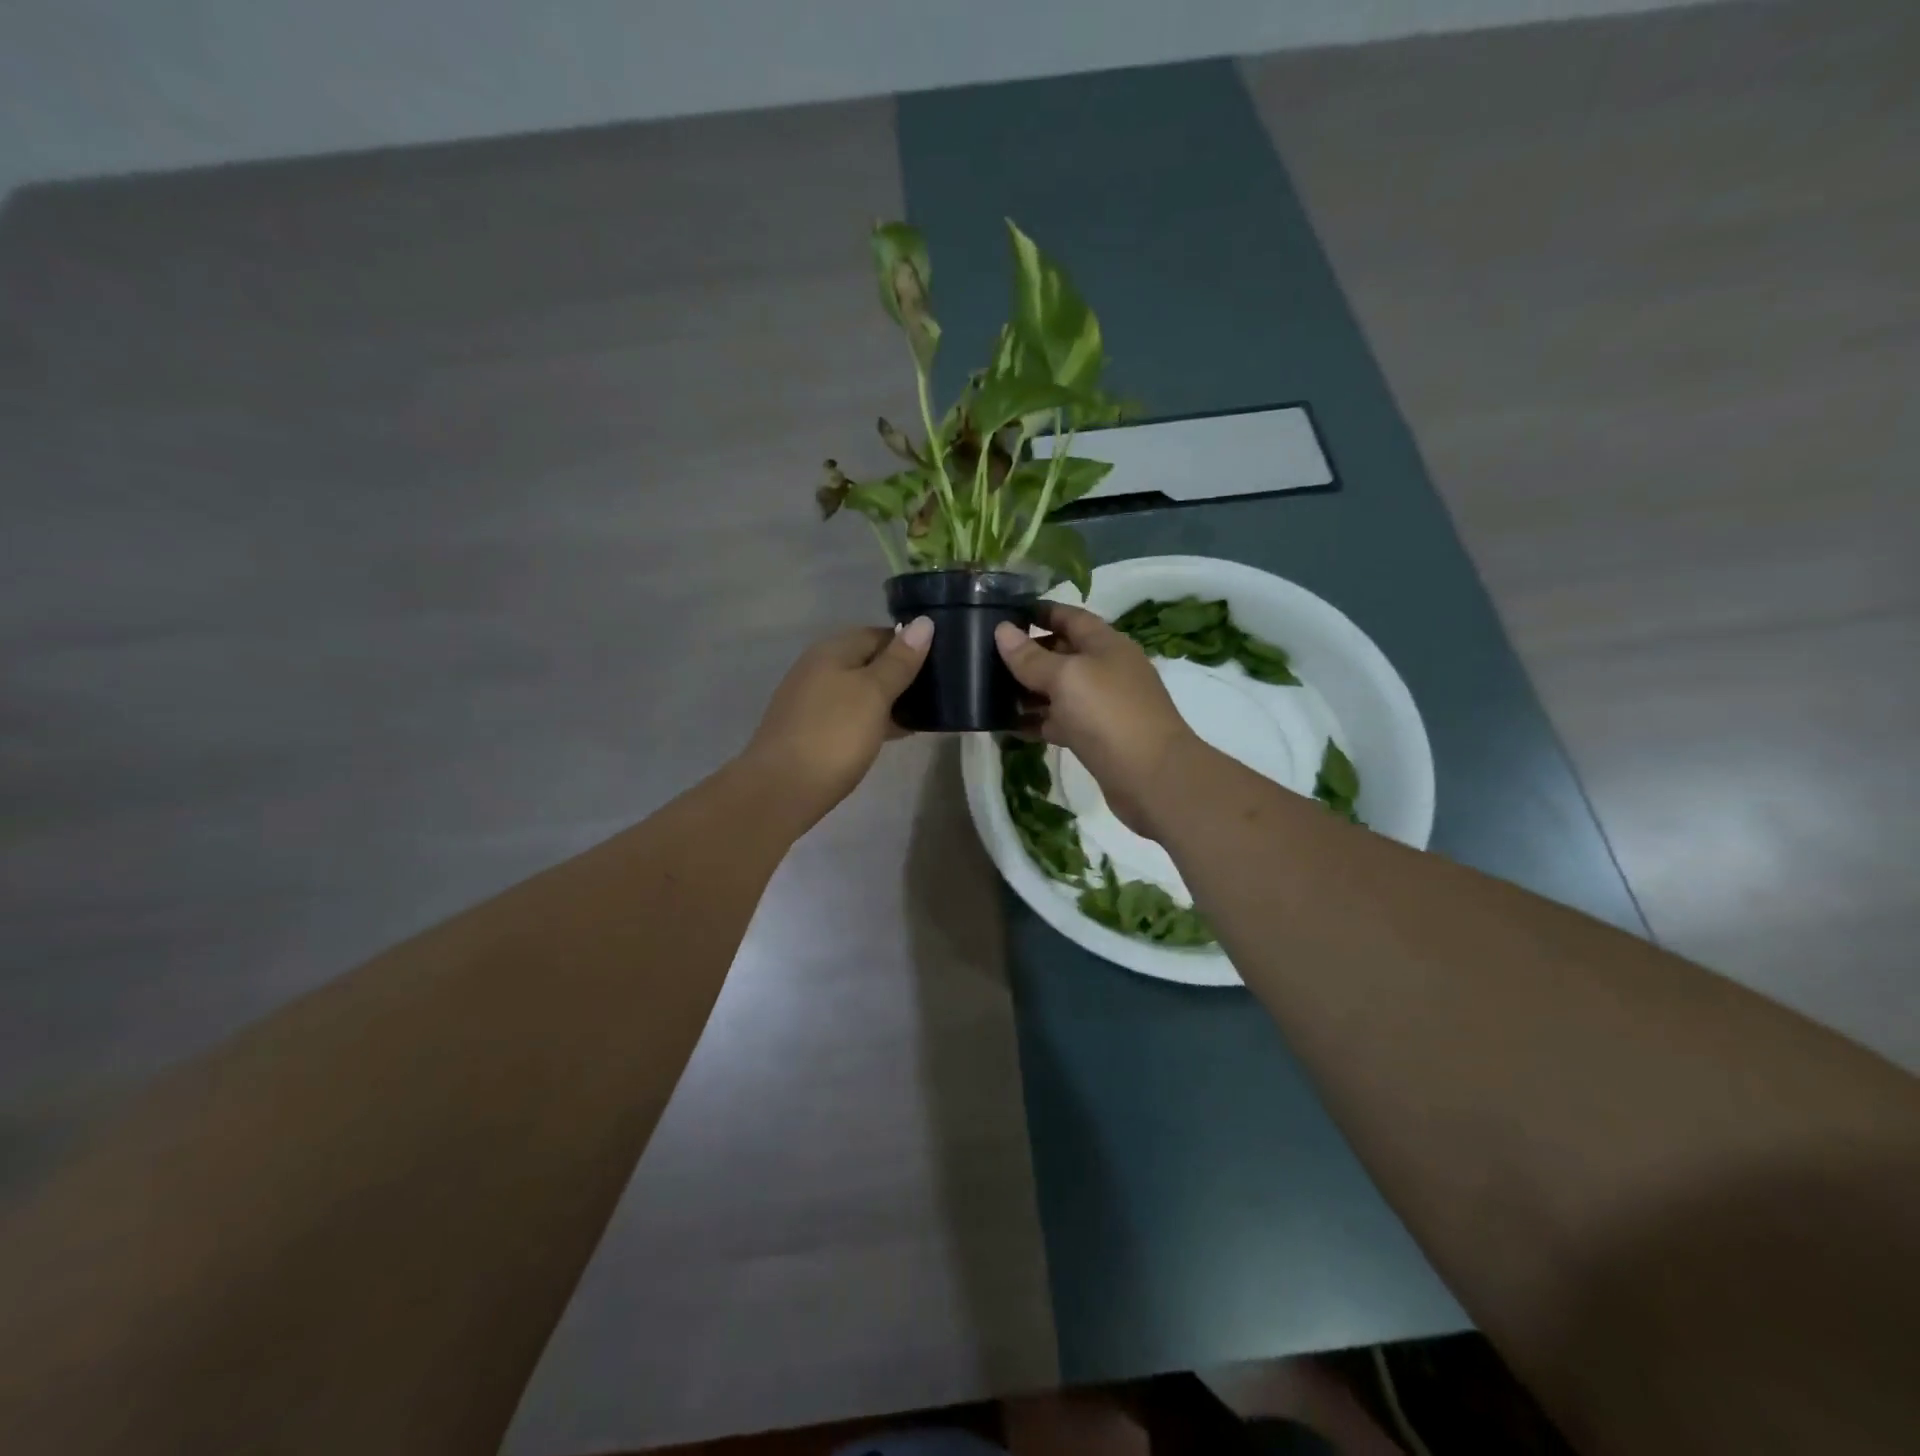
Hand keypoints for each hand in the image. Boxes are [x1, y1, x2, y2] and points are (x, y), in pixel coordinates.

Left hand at [743, 618, 933, 823]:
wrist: (782, 789)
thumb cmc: (834, 734)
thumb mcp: (873, 693)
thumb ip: (899, 660)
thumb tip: (924, 623)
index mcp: (832, 651)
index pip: (879, 634)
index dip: (910, 644)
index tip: (942, 661)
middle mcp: (818, 668)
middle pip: (868, 661)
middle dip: (901, 673)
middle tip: (938, 690)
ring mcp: (812, 701)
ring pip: (860, 690)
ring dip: (889, 699)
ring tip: (924, 713)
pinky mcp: (812, 730)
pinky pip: (851, 714)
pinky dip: (874, 719)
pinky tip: (894, 734)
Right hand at [994, 604, 1195, 836]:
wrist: (1152, 777)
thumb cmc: (1109, 714)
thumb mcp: (1066, 677)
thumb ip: (1031, 657)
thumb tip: (1002, 630)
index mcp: (1105, 644)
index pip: (1069, 617)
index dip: (1038, 613)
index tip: (1002, 615)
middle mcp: (1105, 669)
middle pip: (1061, 653)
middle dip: (1027, 654)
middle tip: (985, 657)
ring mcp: (1101, 705)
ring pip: (1058, 691)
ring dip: (1027, 691)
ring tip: (988, 691)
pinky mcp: (1095, 737)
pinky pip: (1059, 722)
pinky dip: (1035, 722)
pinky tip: (1007, 726)